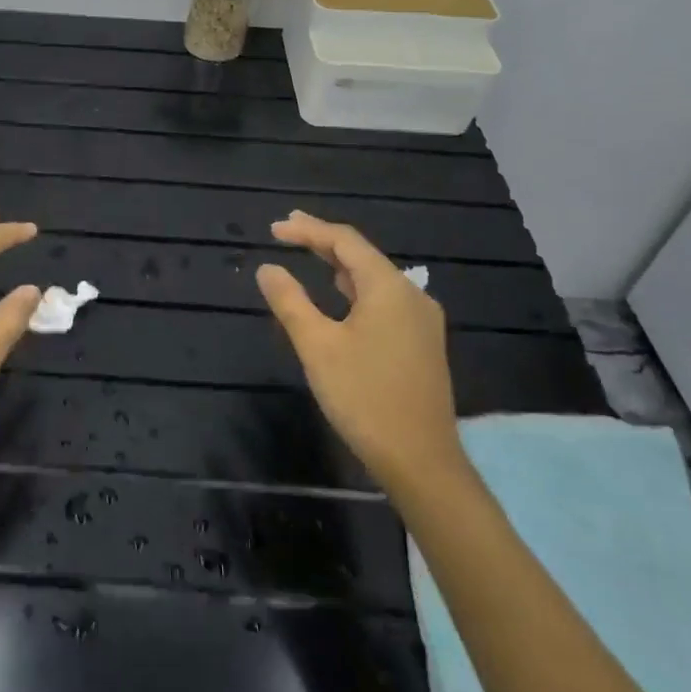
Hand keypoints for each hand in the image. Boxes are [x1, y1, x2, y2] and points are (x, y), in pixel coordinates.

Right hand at [255, 210, 465, 495]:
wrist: (422, 462)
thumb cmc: (364, 398)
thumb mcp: (317, 346)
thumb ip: (290, 302)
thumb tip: (268, 269)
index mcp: (389, 288)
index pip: (344, 241)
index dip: (308, 230)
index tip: (274, 229)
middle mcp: (411, 295)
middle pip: (362, 255)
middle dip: (323, 240)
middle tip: (287, 230)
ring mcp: (421, 320)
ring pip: (374, 278)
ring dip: (339, 264)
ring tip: (309, 253)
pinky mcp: (421, 343)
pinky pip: (384, 299)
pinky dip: (355, 287)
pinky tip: (341, 294)